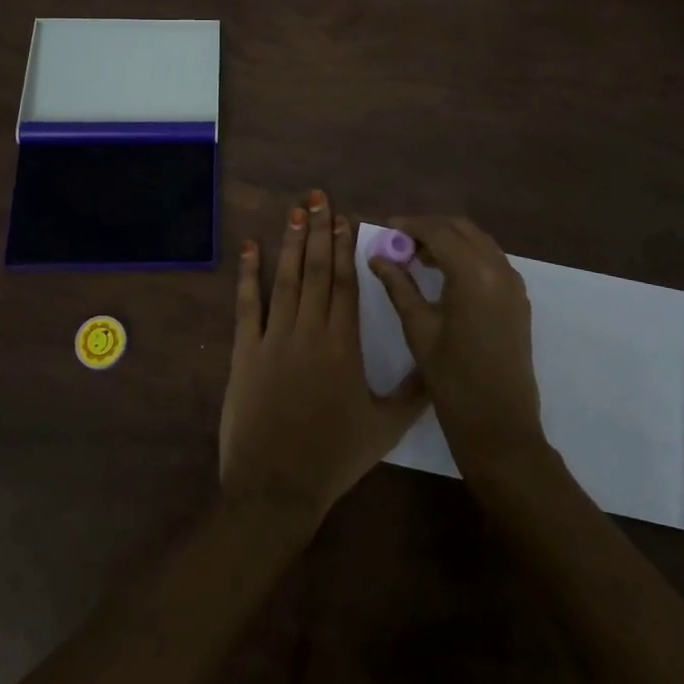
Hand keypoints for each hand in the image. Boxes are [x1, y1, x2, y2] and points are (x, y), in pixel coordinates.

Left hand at [218, 191, 427, 526]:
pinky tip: (251, 247)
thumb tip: (438, 365)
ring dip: (291, 243)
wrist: (277, 486)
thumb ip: (412, 393)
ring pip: (286, 279)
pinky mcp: (245, 351)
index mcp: (343, 345)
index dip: (345, 248)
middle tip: (318, 197)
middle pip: (317, 271)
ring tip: (295, 210)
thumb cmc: (333, 458)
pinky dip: (248, 274)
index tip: (344, 219)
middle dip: (319, 231)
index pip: (346, 285)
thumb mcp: (385, 428)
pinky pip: (247, 305)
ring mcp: (274, 338)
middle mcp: (309, 331)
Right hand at [368, 216, 544, 476]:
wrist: (499, 427)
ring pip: (479, 241)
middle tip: (401, 242)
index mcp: (474, 274)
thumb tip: (377, 257)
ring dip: (450, 239)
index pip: (439, 232)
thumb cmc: (453, 380)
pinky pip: (491, 260)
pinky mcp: (518, 299)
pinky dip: (468, 255)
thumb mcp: (419, 329)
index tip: (387, 228)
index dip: (411, 226)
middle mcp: (499, 269)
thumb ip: (398, 286)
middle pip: (462, 229)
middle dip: (431, 228)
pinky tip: (445, 273)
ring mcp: (514, 284)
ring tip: (418, 257)